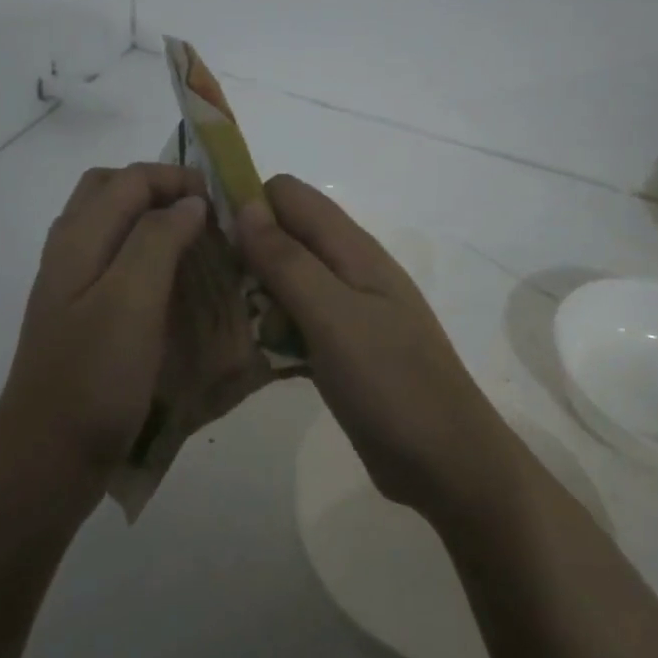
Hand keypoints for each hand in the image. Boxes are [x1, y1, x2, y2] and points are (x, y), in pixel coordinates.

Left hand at [0, 164, 208, 516]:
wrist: (46, 460)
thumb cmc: (93, 380)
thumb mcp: (130, 301)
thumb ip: (157, 241)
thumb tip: (188, 202)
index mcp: (78, 240)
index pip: (130, 179)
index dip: (178, 179)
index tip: (224, 204)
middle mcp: (69, 253)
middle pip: (112, 192)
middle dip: (161, 191)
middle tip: (206, 217)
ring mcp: (71, 287)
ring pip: (112, 228)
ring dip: (154, 223)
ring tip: (198, 247)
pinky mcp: (81, 319)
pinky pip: (116, 265)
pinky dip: (147, 258)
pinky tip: (174, 290)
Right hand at [236, 176, 516, 518]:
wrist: (446, 462)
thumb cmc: (391, 384)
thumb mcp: (334, 317)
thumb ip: (289, 261)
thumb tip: (246, 205)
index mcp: (353, 250)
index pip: (289, 196)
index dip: (248, 204)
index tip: (210, 240)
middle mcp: (350, 271)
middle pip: (285, 237)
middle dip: (246, 253)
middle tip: (216, 293)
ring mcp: (348, 312)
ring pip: (287, 282)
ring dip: (255, 296)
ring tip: (229, 326)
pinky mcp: (341, 348)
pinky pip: (296, 323)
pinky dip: (273, 330)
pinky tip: (253, 354)